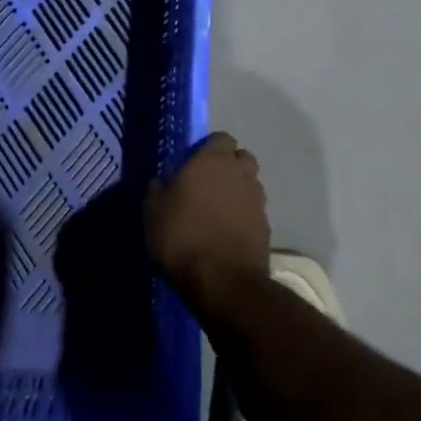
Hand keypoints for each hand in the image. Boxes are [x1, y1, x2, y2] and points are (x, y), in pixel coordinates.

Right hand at [146, 132, 270, 307]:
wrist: (223, 282)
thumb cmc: (183, 237)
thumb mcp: (153, 212)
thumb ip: (159, 189)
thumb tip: (163, 181)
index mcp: (213, 160)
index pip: (220, 138)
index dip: (208, 149)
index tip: (192, 164)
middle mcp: (240, 173)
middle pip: (240, 158)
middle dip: (228, 166)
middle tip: (207, 185)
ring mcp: (258, 200)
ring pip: (250, 184)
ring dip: (237, 191)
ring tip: (217, 211)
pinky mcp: (267, 227)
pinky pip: (254, 212)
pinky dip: (244, 216)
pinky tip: (227, 233)